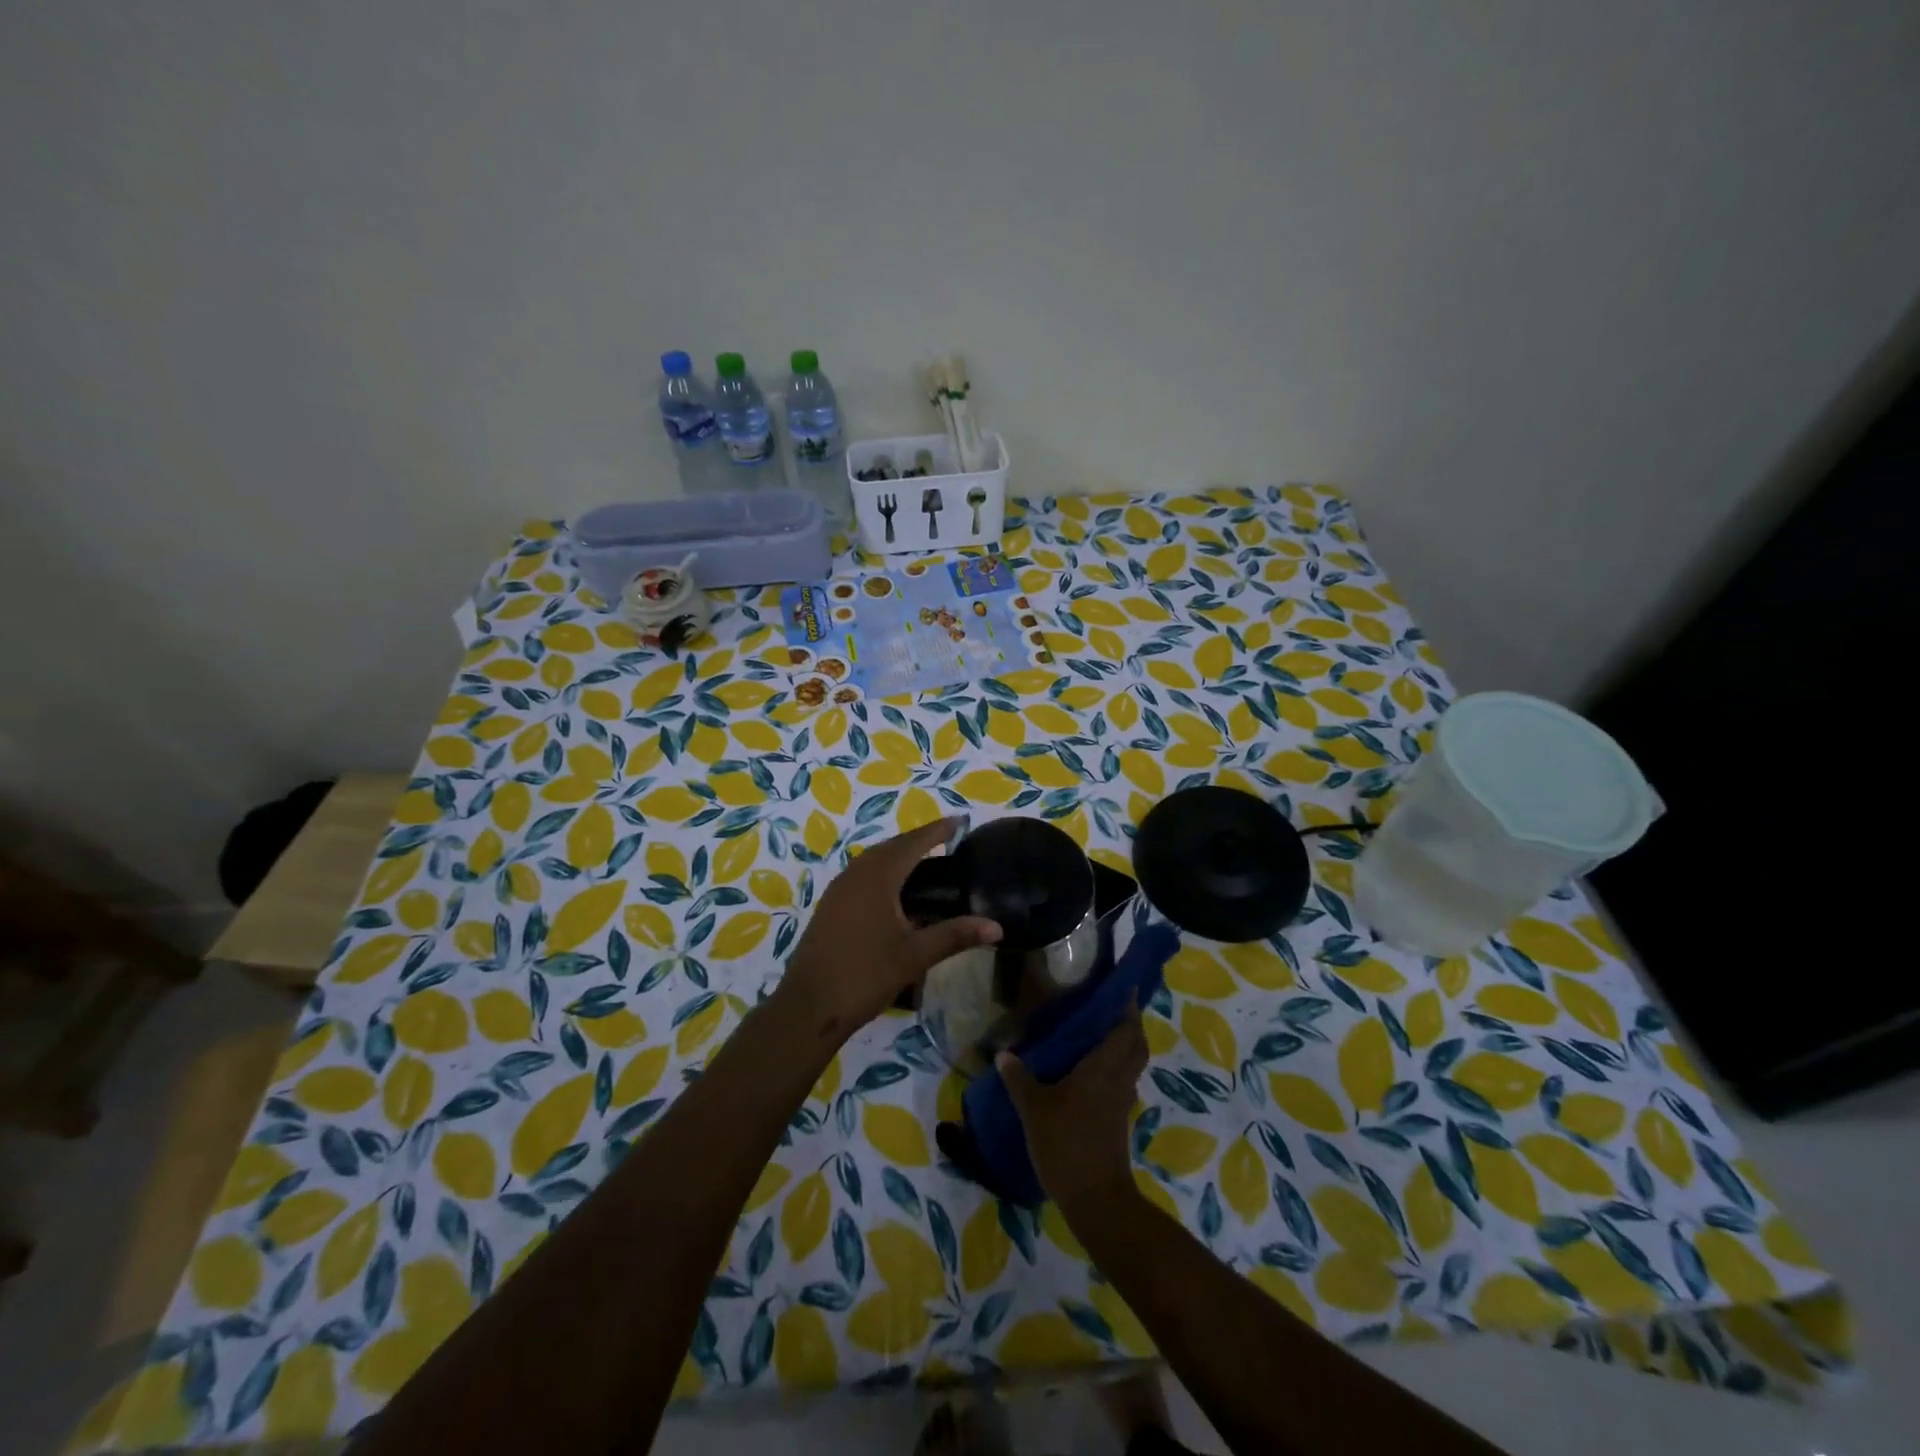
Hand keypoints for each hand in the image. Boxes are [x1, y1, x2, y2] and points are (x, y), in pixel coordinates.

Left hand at [782, 817, 999, 1041]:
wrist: (809, 1006)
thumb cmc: (865, 975)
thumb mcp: (915, 956)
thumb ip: (955, 936)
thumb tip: (997, 927)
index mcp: (877, 877)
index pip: (913, 843)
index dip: (937, 831)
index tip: (960, 821)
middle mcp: (856, 874)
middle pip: (891, 846)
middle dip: (918, 840)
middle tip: (946, 839)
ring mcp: (838, 889)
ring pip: (873, 860)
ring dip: (898, 854)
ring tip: (925, 860)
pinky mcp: (830, 906)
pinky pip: (862, 874)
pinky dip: (883, 870)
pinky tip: (894, 891)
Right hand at [997, 999, 1145, 1214]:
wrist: (1095, 1199)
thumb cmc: (1066, 1144)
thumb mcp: (1034, 1109)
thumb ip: (1019, 1079)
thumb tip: (1003, 1053)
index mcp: (1103, 1067)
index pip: (1125, 1028)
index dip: (1128, 1005)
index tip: (1124, 985)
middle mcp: (1119, 1078)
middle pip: (1136, 1043)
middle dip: (1129, 1022)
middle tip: (1110, 1005)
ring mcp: (1122, 1101)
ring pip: (1132, 1063)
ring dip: (1125, 1044)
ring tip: (1099, 1031)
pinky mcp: (1119, 1119)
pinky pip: (1123, 1080)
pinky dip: (1116, 1067)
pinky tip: (1091, 1070)